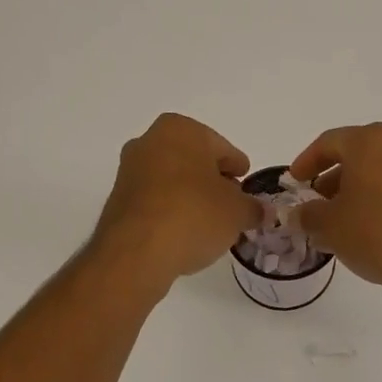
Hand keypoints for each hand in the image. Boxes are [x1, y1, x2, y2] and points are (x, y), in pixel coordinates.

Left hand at [93, 114, 261, 291]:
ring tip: (209, 222)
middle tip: (231, 203)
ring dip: (190, 195)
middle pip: (194, 160)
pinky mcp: (118, 199)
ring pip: (172, 179)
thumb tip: (263, 212)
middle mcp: (149, 141)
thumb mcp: (237, 212)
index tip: (246, 183)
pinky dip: (171, 210)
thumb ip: (254, 208)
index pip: (221, 147)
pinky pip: (155, 200)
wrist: (137, 251)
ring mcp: (129, 170)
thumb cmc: (194, 215)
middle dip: (212, 180)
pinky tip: (184, 232)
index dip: (237, 167)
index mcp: (181, 130)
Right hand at [289, 123, 381, 289]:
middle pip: (355, 154)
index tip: (294, 181)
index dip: (306, 162)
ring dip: (353, 189)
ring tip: (337, 219)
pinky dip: (375, 198)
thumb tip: (296, 215)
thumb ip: (307, 215)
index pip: (328, 142)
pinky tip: (364, 226)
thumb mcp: (328, 225)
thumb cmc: (373, 231)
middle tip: (315, 201)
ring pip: (376, 170)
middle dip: (331, 177)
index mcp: (368, 141)